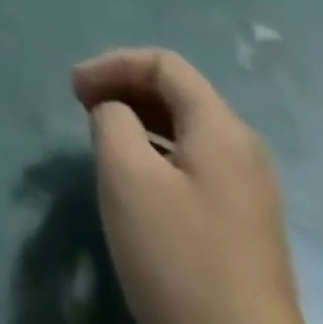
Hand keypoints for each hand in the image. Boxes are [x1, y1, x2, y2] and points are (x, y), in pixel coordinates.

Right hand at [73, 48, 310, 323]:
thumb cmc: (179, 260)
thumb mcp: (126, 175)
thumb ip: (111, 119)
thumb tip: (115, 111)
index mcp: (222, 130)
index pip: (164, 64)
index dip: (113, 63)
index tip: (73, 88)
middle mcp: (244, 153)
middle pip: (178, 93)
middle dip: (124, 87)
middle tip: (81, 104)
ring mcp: (249, 195)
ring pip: (185, 131)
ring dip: (138, 120)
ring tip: (100, 136)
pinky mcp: (243, 231)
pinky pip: (194, 164)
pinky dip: (156, 151)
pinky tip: (134, 180)